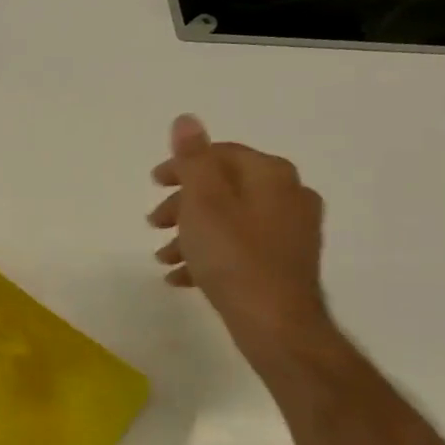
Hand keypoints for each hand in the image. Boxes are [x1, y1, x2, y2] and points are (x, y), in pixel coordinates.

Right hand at [149, 115, 332, 359]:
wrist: (277, 325)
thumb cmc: (234, 257)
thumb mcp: (203, 201)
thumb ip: (193, 159)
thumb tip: (187, 119)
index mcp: (271, 175)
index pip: (220, 154)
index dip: (182, 166)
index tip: (152, 184)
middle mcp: (289, 195)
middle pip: (224, 187)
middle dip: (183, 204)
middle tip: (153, 223)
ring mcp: (291, 231)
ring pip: (229, 220)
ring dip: (192, 233)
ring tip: (163, 256)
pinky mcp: (286, 263)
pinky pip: (240, 248)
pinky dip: (210, 254)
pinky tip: (183, 277)